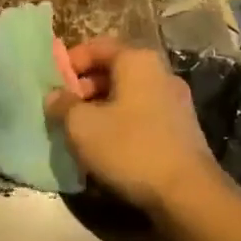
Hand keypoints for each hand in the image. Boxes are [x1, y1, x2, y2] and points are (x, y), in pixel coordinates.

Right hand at [45, 38, 219, 215]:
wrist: (189, 194)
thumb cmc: (130, 148)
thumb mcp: (82, 126)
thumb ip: (63, 105)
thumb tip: (54, 96)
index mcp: (137, 60)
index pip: (96, 46)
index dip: (70, 62)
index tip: (52, 84)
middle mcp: (159, 72)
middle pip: (113, 69)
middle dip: (84, 87)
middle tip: (64, 111)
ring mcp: (175, 100)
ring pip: (128, 93)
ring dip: (101, 107)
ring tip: (82, 132)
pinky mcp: (182, 128)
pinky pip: (142, 113)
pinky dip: (122, 122)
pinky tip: (109, 147)